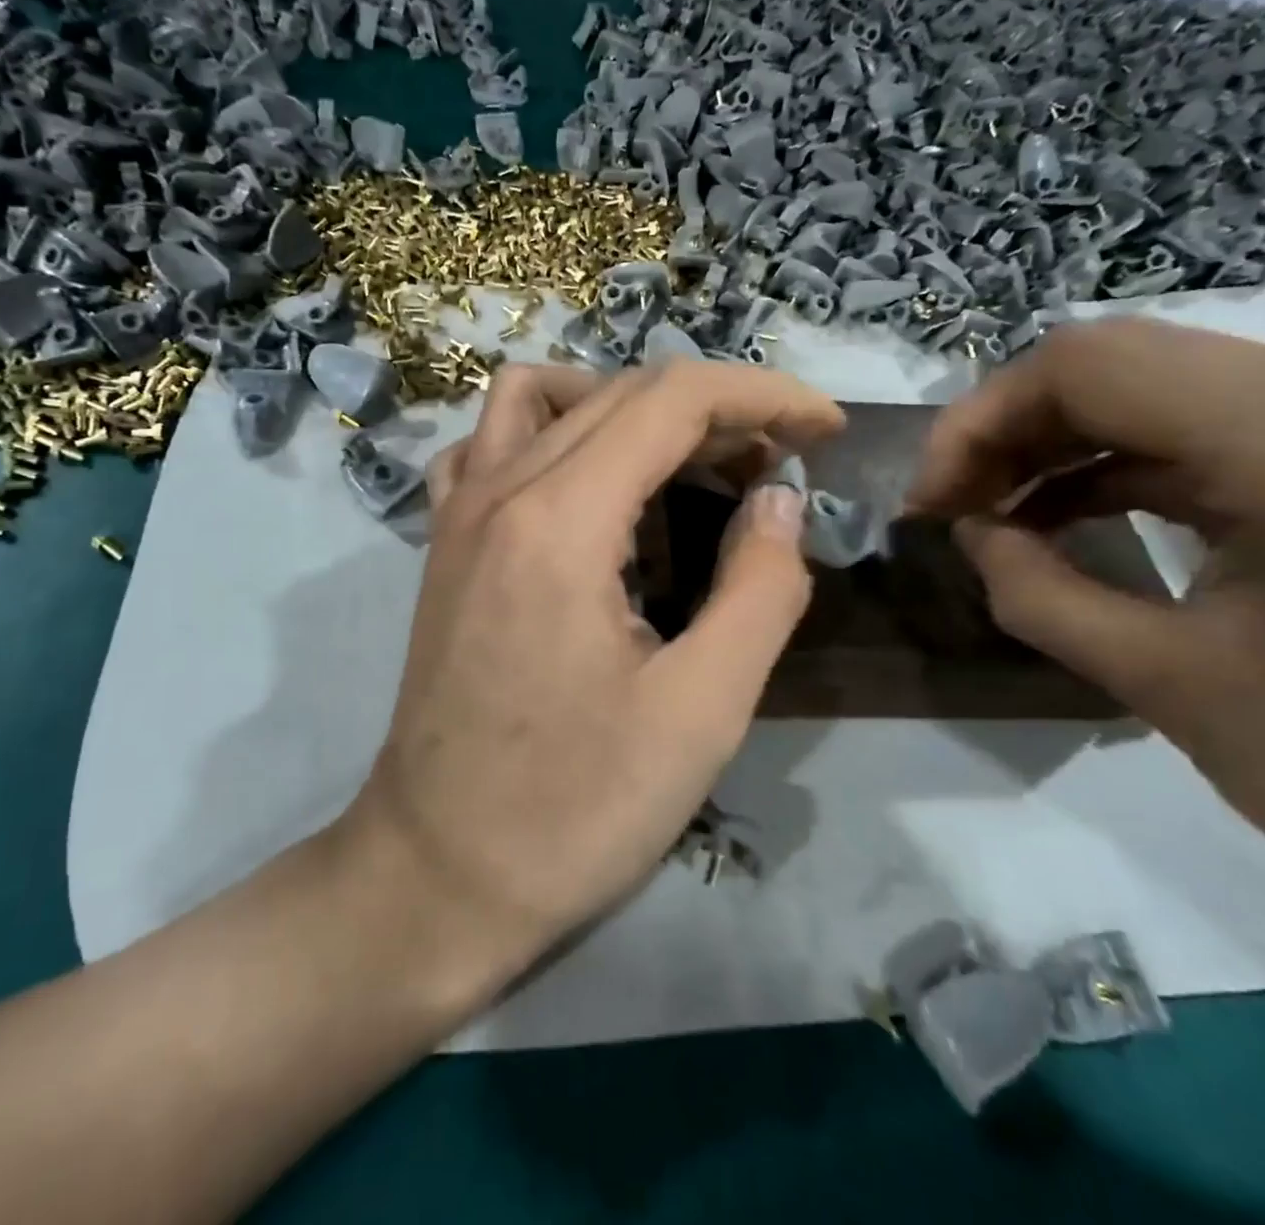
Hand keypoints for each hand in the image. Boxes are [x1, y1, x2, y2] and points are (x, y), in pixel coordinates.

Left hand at [336, 361, 842, 990]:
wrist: (438, 873)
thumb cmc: (575, 810)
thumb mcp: (702, 711)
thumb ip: (760, 588)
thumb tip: (781, 499)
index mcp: (560, 520)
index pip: (673, 400)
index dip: (764, 397)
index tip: (827, 431)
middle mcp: (497, 489)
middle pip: (617, 392)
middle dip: (714, 409)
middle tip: (776, 467)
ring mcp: (457, 513)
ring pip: (543, 398)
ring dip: (626, 408)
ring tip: (684, 467)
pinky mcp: (442, 544)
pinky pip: (489, 446)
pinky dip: (549, 435)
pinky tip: (586, 490)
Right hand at [908, 319, 1264, 962]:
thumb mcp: (1177, 689)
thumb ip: (1040, 595)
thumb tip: (968, 533)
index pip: (1086, 363)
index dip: (978, 420)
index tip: (931, 500)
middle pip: (1117, 361)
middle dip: (1009, 430)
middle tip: (954, 506)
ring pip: (1156, 385)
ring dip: (1057, 442)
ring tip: (998, 510)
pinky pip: (1206, 423)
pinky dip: (1117, 459)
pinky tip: (1070, 512)